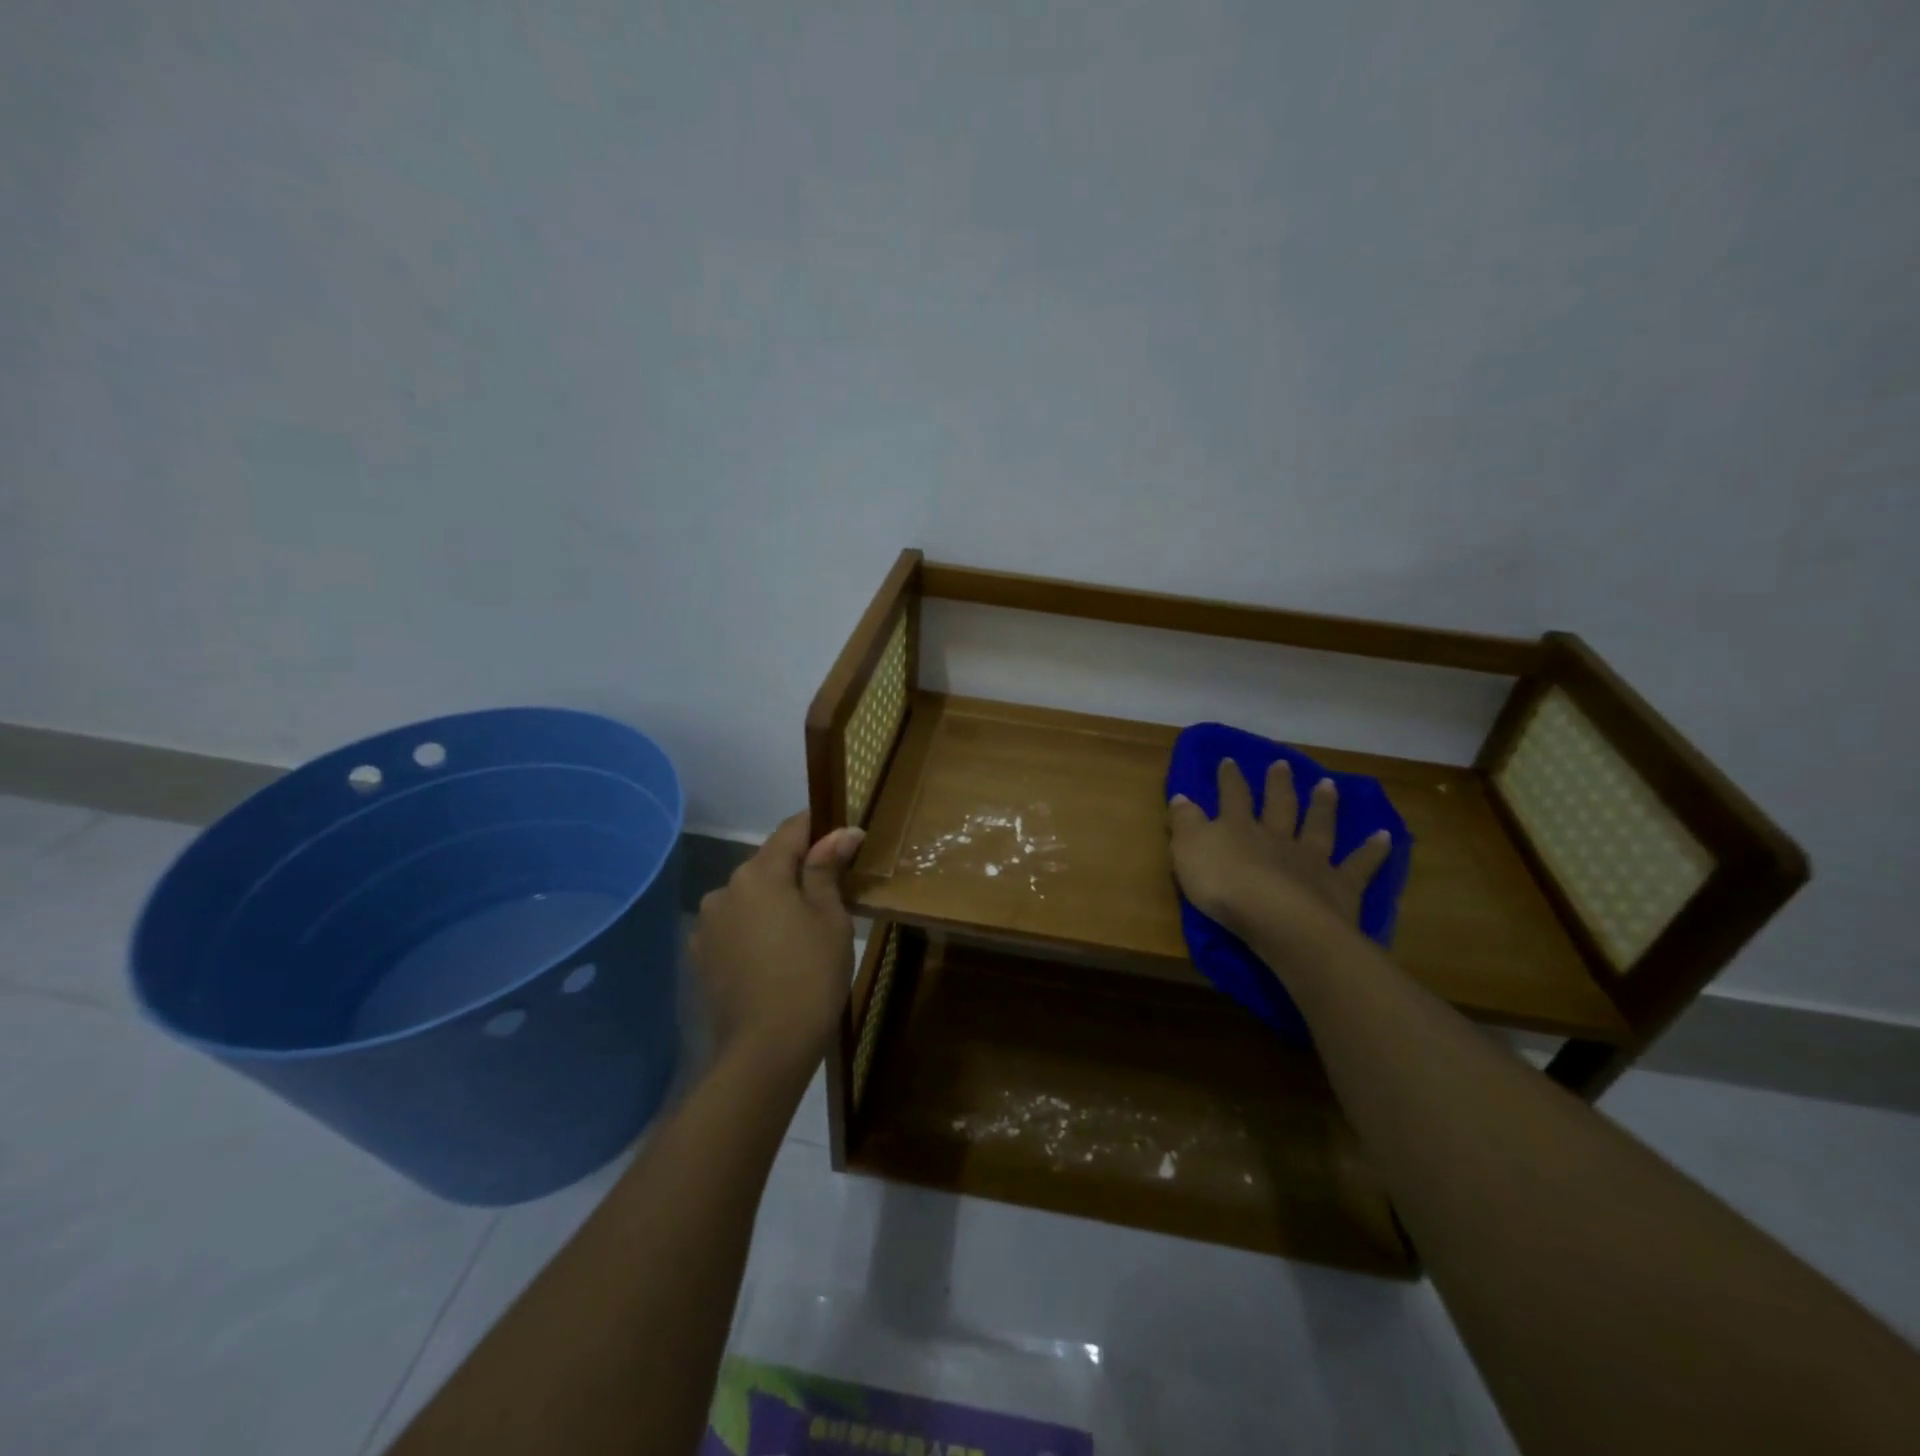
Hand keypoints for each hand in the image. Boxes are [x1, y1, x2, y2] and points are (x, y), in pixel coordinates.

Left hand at [690, 812, 864, 1076]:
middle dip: (798, 870)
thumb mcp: (830, 918)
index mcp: (759, 873)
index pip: (792, 829)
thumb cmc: (810, 975)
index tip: (844, 838)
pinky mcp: (702, 955)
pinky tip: (774, 955)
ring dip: (774, 901)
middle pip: (768, 864)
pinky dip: (755, 928)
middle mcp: (725, 888)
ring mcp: (708, 924)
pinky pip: (735, 926)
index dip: (820, 827)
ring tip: (802, 932)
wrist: (766, 1050)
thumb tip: (843, 830)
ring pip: (750, 896)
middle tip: (831, 895)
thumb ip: (828, 868)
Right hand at [1168, 759, 1390, 945]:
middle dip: (1278, 784)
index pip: (1232, 797)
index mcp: (1238, 828)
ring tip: (1328, 785)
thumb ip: (1185, 822)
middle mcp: (1276, 837)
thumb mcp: (1188, 851)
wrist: (1277, 920)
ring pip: (1317, 826)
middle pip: (1278, 805)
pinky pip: (1359, 865)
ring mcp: (1310, 860)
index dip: (1229, 779)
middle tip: (1282, 764)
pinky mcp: (1339, 886)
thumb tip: (1182, 796)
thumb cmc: (1223, 885)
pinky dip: (1372, 850)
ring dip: (1323, 805)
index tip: (1229, 760)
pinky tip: (1385, 836)